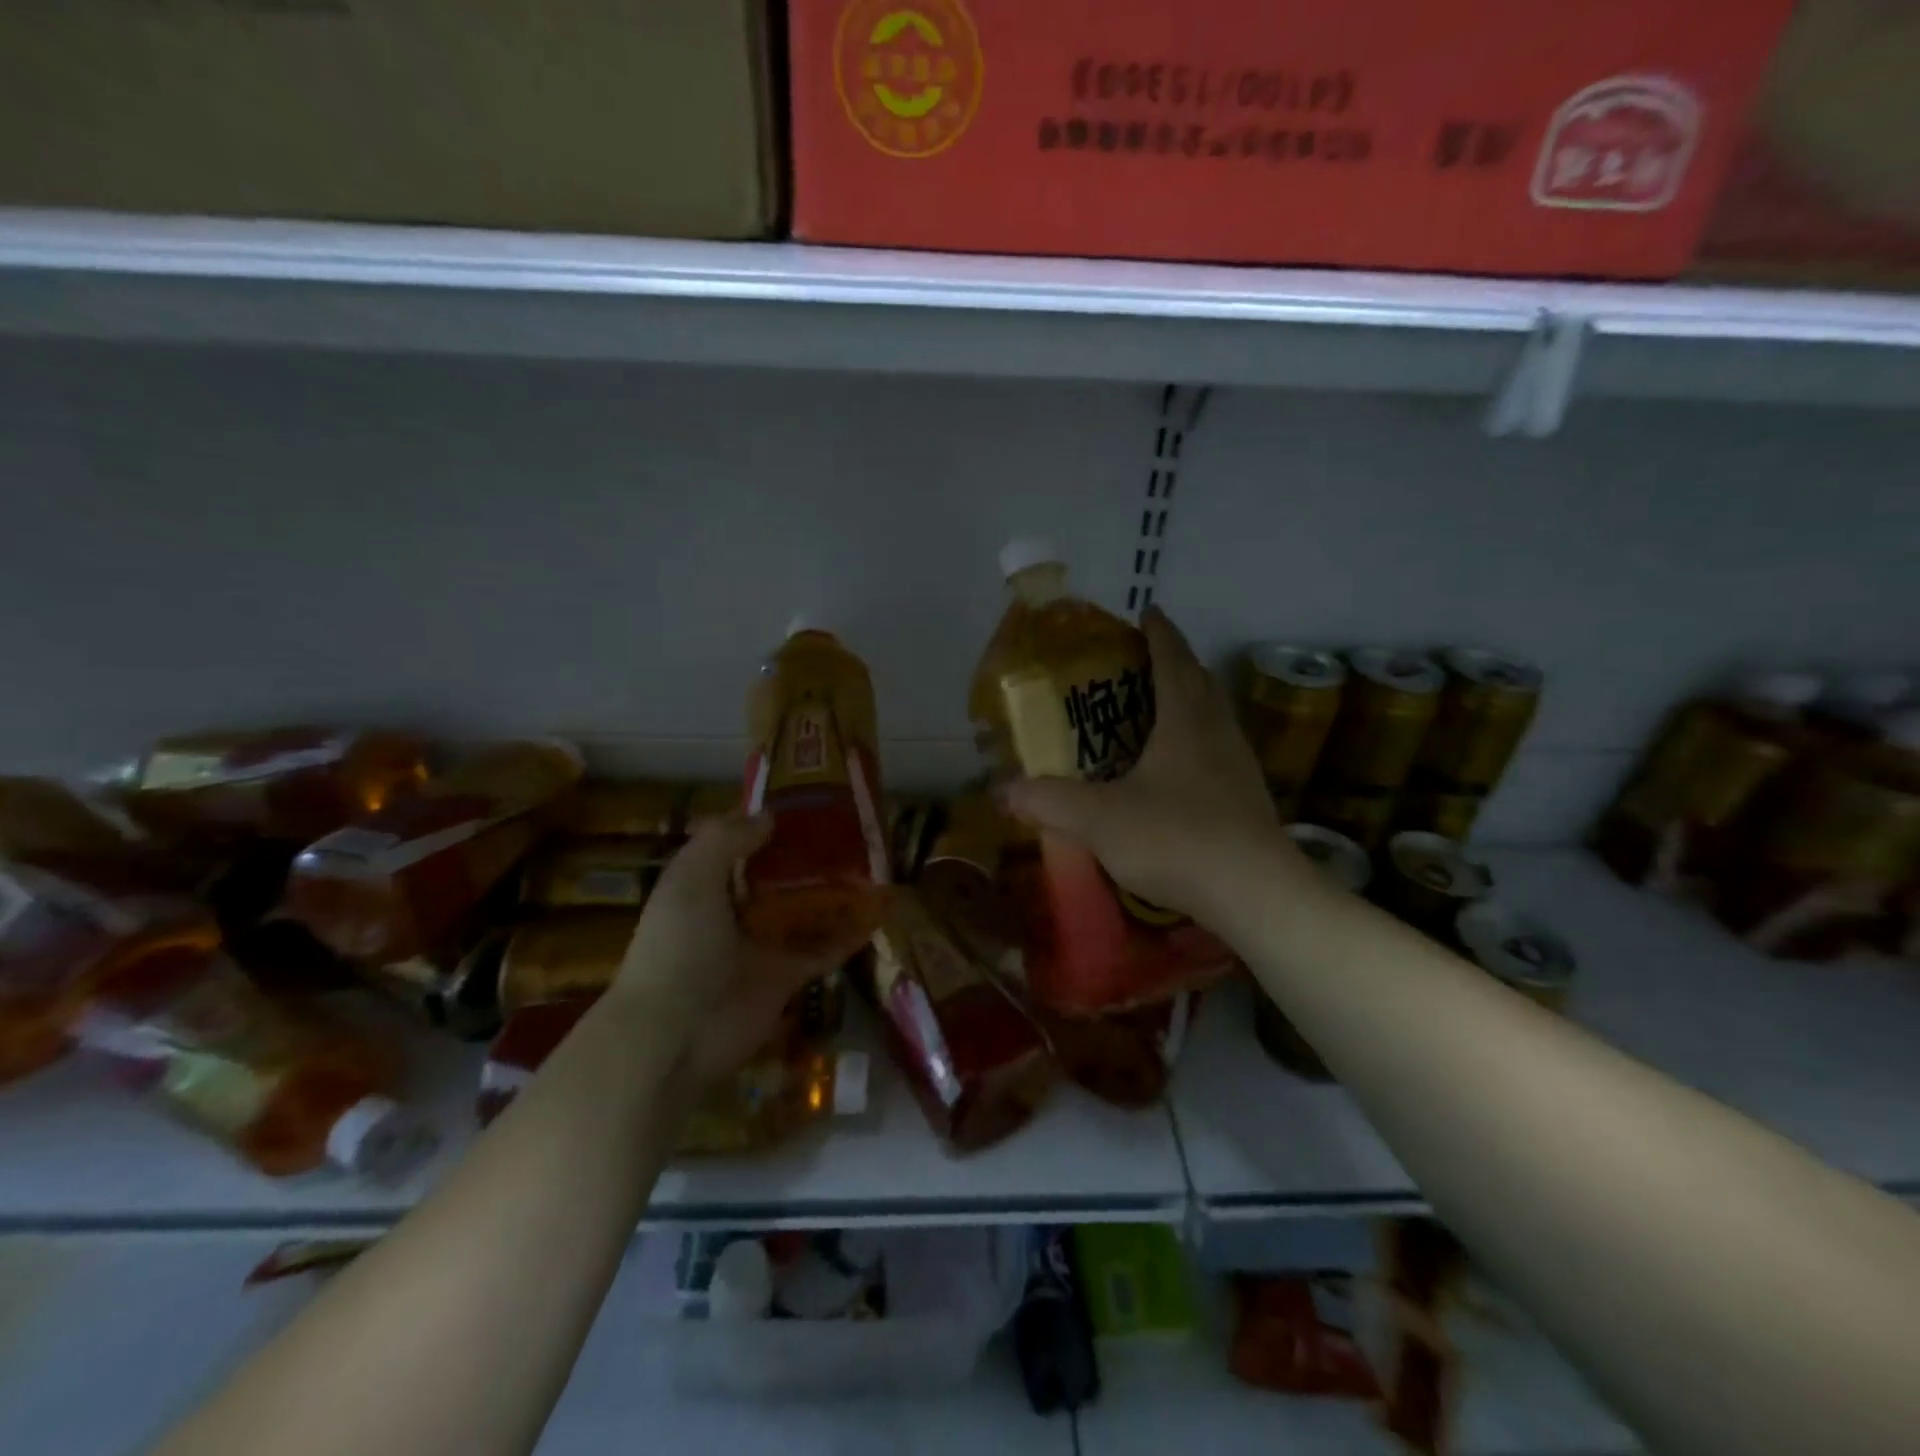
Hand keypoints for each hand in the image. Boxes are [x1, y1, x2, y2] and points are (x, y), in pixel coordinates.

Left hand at [613, 812, 855, 1086]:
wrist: (675, 1034)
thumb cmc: (678, 947)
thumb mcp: (691, 878)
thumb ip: (726, 840)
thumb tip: (769, 815)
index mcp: (704, 886)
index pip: (738, 847)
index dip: (766, 825)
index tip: (805, 803)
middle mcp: (734, 913)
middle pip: (778, 878)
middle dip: (808, 857)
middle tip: (852, 831)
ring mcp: (763, 946)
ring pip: (805, 911)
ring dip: (835, 893)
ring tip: (875, 865)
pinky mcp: (787, 976)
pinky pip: (825, 949)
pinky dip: (850, 934)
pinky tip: (879, 912)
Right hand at [999, 606, 1306, 923]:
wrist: (1253, 893)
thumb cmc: (1175, 838)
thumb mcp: (1100, 819)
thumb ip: (1050, 801)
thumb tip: (1003, 790)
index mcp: (1185, 721)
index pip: (1172, 660)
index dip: (1159, 633)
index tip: (1148, 612)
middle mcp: (1217, 732)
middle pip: (1200, 682)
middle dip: (1175, 663)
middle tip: (1144, 661)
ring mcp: (1239, 766)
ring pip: (1215, 717)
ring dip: (1191, 701)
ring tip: (1161, 709)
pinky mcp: (1249, 799)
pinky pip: (1220, 753)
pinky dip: (1199, 743)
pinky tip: (1181, 770)